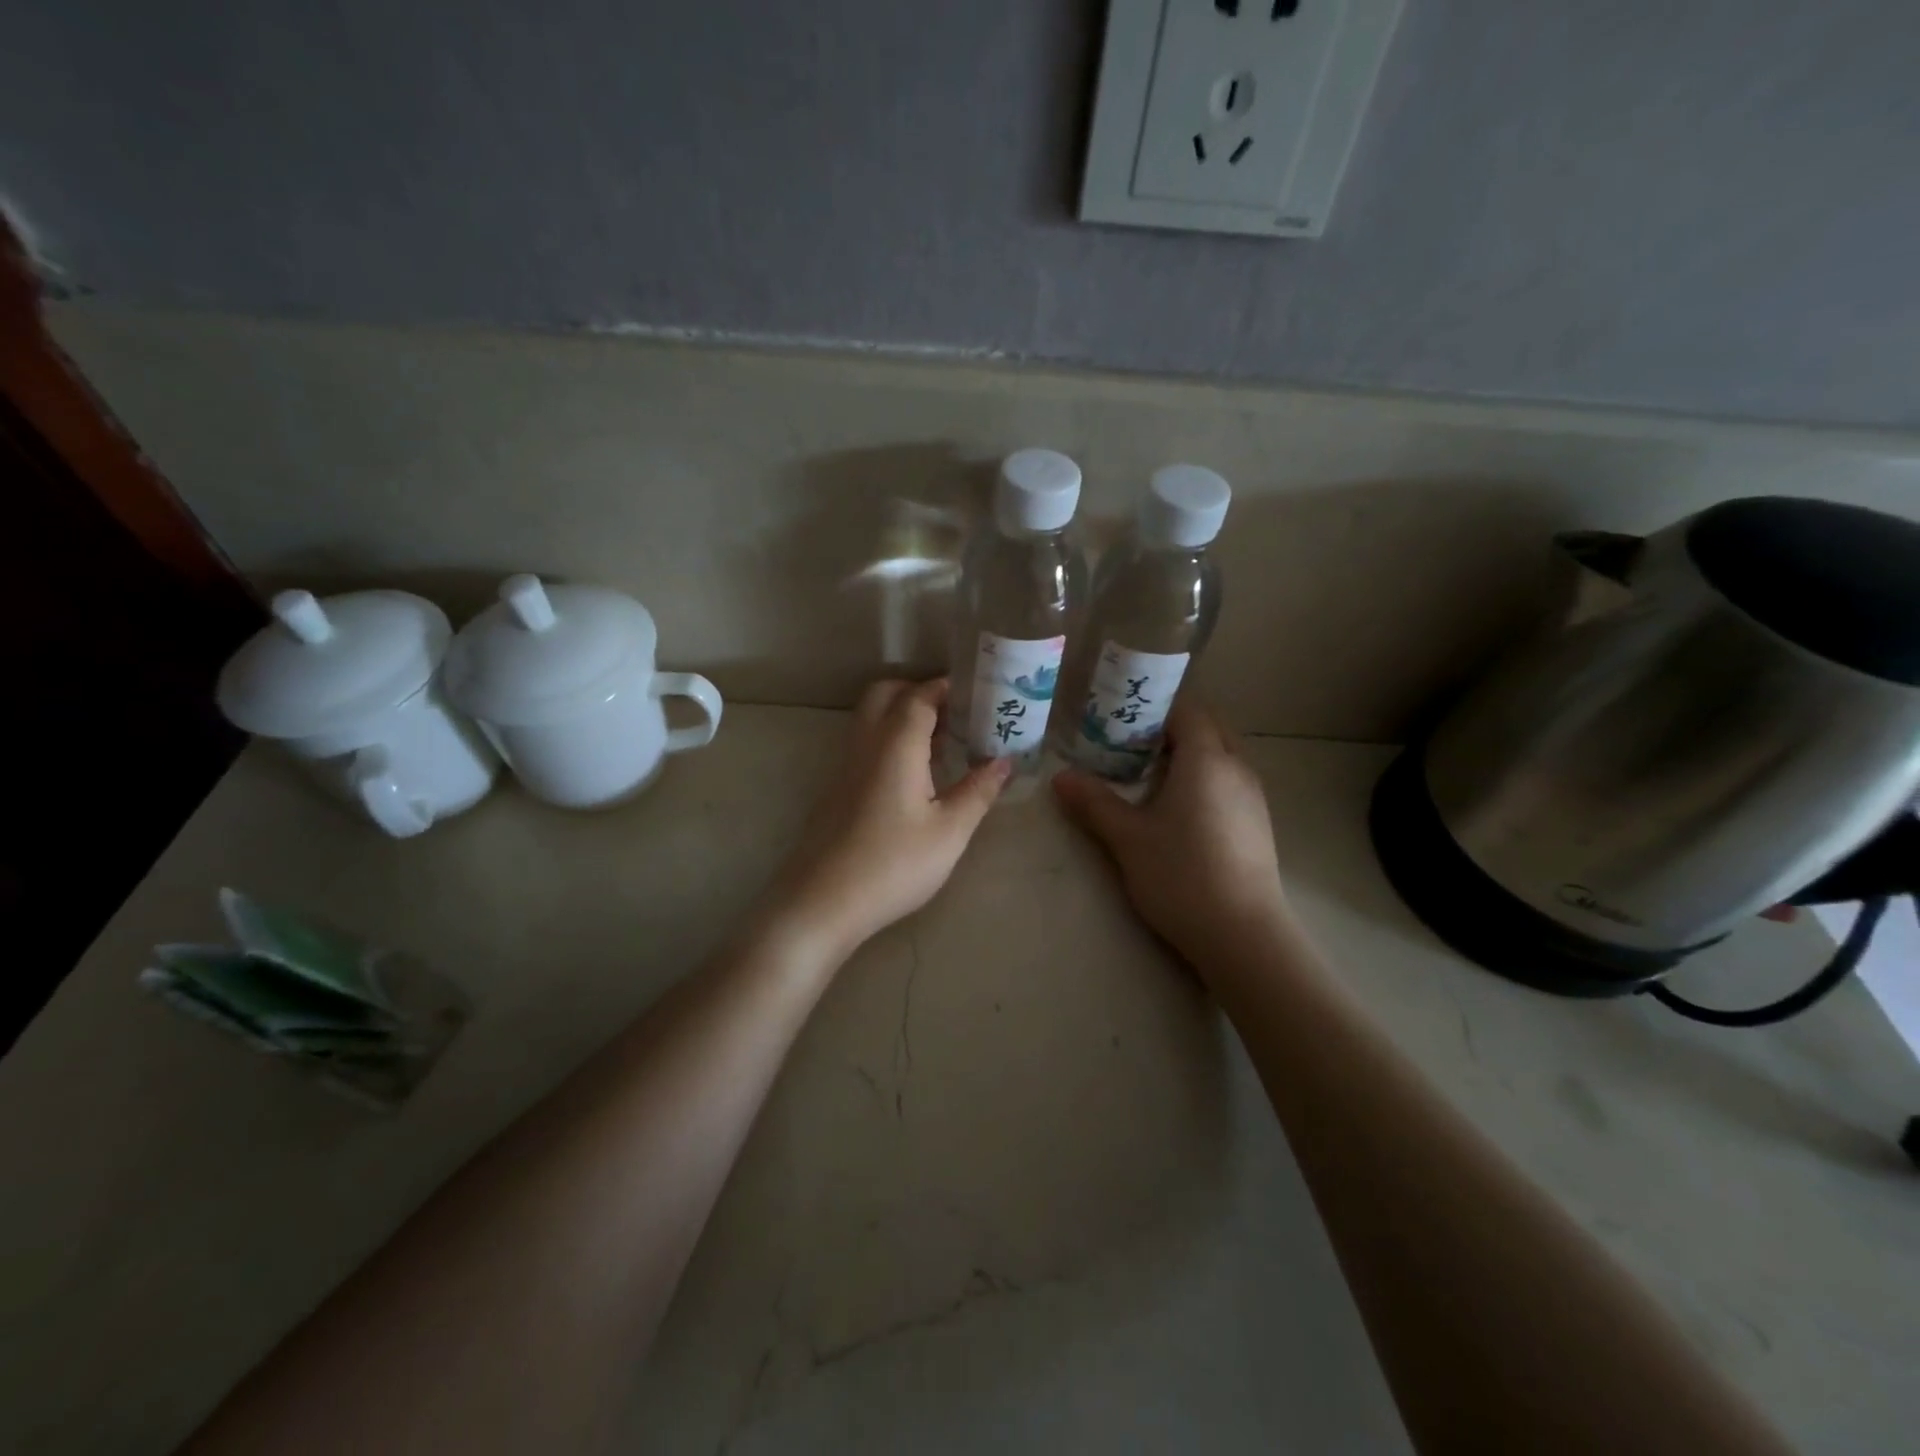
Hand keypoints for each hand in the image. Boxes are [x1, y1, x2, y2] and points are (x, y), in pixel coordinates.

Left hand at [768, 678, 1008, 957]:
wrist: (822, 902)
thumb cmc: (893, 865)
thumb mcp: (949, 832)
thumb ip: (978, 791)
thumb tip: (1004, 761)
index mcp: (895, 745)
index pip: (919, 696)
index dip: (946, 688)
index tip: (976, 692)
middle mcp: (865, 745)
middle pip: (885, 694)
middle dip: (919, 692)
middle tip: (955, 714)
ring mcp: (845, 766)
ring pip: (871, 719)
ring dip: (903, 717)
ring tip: (942, 743)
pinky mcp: (836, 789)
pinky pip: (865, 744)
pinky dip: (889, 740)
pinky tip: (914, 776)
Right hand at [1053, 698, 1290, 979]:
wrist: (1242, 935)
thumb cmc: (1180, 874)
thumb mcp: (1127, 838)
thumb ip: (1094, 803)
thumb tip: (1060, 777)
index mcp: (1206, 760)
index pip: (1187, 711)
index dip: (1155, 710)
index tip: (1122, 721)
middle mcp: (1237, 768)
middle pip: (1209, 729)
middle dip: (1173, 730)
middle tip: (1132, 746)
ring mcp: (1253, 797)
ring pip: (1222, 756)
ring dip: (1190, 756)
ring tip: (1150, 777)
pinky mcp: (1258, 824)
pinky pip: (1230, 782)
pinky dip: (1205, 780)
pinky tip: (1180, 812)